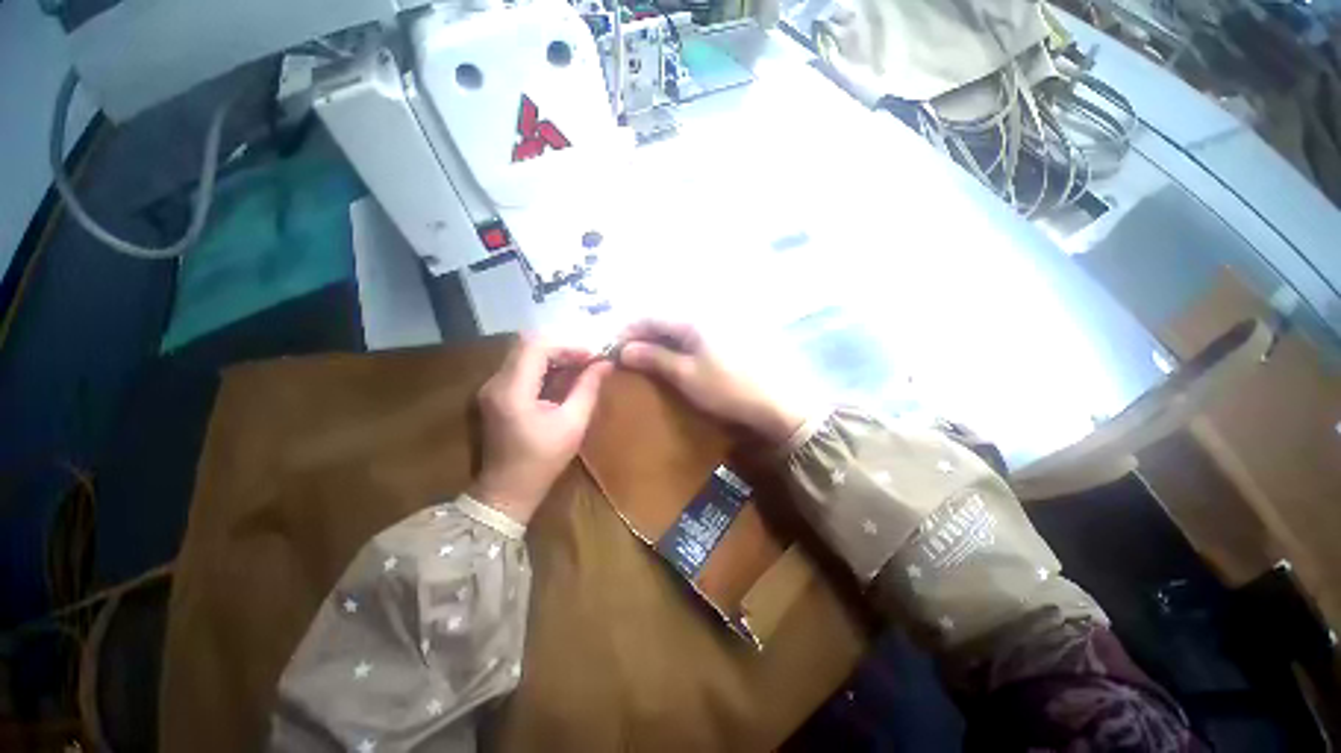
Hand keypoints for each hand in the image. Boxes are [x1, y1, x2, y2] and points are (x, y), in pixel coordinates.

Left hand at [470, 337, 612, 524]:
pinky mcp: (495, 393)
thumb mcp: (573, 424)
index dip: (567, 345)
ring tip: (580, 365)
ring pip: (523, 353)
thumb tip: (606, 364)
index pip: (536, 347)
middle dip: (561, 347)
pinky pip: (520, 366)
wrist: (507, 490)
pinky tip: (563, 375)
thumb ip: (588, 389)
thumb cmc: (543, 461)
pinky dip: (544, 365)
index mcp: (513, 390)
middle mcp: (496, 382)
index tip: (592, 356)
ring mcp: (492, 386)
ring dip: (553, 354)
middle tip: (588, 359)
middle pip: (527, 344)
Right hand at [618, 320, 807, 444]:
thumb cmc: (729, 388)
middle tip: (628, 352)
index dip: (628, 329)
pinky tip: (677, 354)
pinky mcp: (733, 333)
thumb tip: (625, 349)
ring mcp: (723, 321)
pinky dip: (681, 342)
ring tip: (649, 354)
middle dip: (644, 333)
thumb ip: (655, 358)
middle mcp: (707, 312)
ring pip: (681, 324)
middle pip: (666, 317)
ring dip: (662, 337)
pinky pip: (697, 332)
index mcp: (693, 318)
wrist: (779, 401)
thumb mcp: (687, 376)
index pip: (650, 315)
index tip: (612, 346)